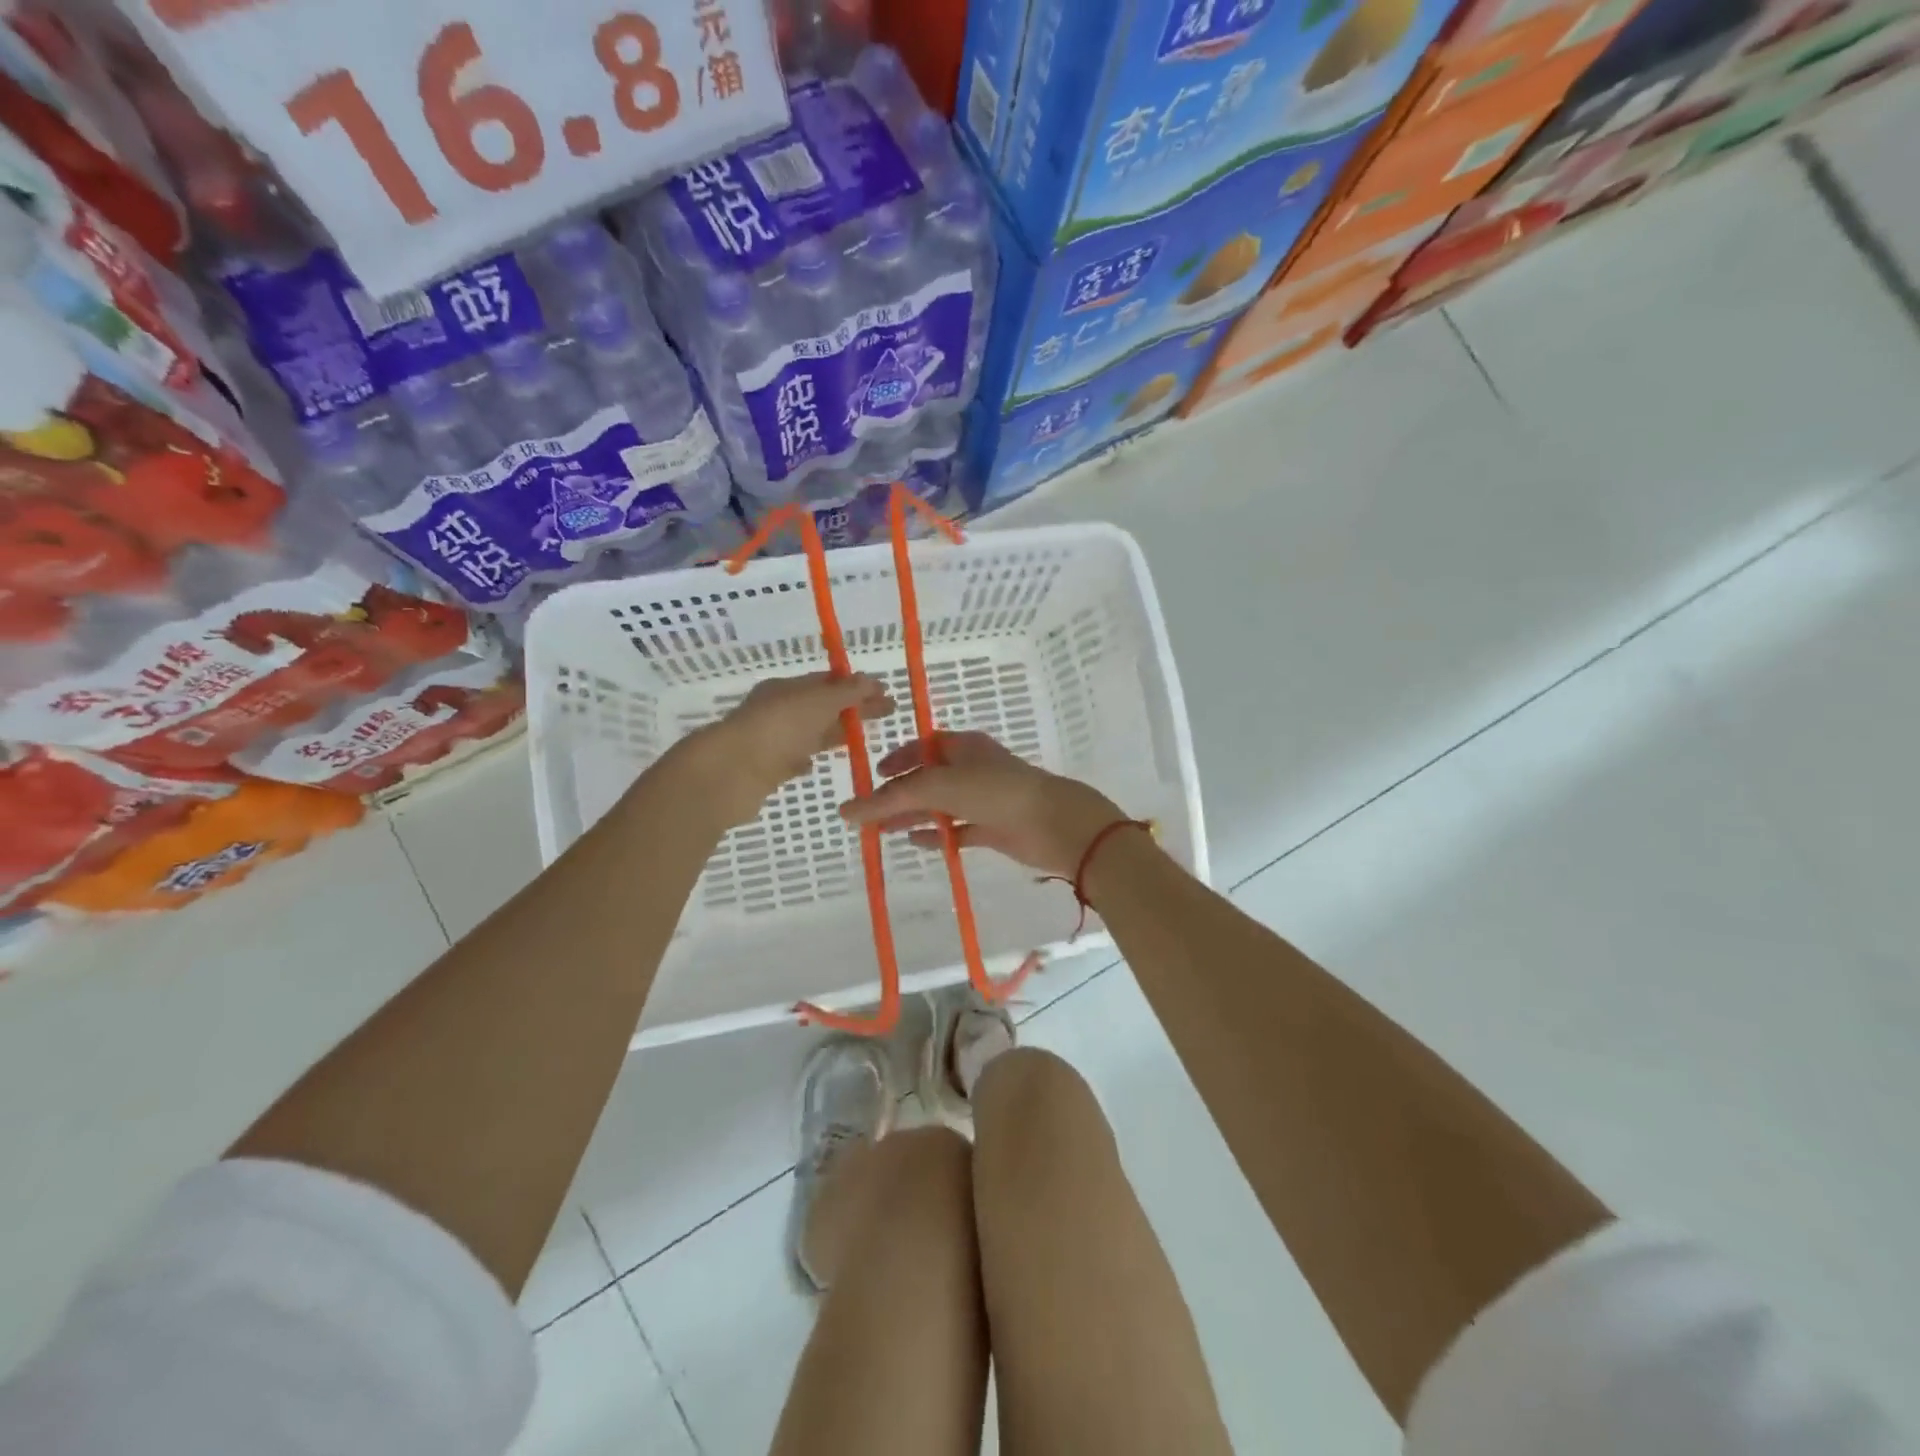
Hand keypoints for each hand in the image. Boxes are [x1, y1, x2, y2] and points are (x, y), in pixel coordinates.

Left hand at [680, 673, 894, 828]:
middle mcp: (777, 710)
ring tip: (861, 739)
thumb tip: (869, 679)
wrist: (730, 773)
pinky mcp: (766, 769)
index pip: (828, 681)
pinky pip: (792, 759)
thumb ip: (846, 692)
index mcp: (786, 688)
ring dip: (834, 733)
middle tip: (887, 714)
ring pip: (809, 732)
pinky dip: (807, 758)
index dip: (858, 686)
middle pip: (822, 706)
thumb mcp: (818, 702)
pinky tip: (818, 764)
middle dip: (853, 709)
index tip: (886, 694)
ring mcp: (770, 740)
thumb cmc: (778, 729)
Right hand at [839, 731, 1123, 878]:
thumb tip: (847, 811)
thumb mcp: (939, 786)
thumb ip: (893, 798)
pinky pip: (958, 830)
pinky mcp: (994, 827)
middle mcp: (973, 769)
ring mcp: (985, 799)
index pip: (923, 747)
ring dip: (912, 816)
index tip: (873, 776)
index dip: (897, 759)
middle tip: (869, 813)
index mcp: (964, 747)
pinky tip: (916, 843)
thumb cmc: (996, 792)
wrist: (1055, 824)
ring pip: (941, 806)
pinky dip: (938, 835)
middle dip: (899, 794)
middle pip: (928, 779)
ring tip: (881, 832)